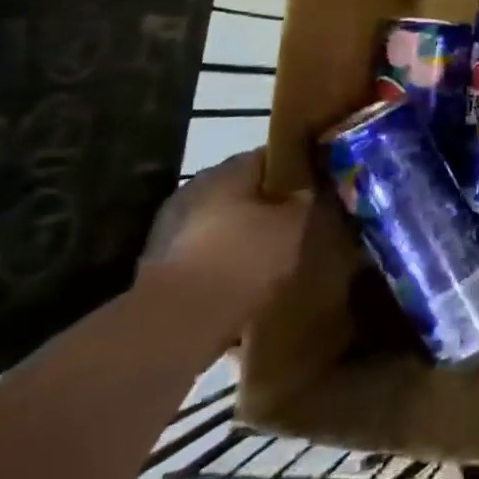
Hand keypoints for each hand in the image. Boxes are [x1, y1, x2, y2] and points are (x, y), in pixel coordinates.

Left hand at [139, 149, 307, 322]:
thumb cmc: (243, 259)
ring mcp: (173, 224)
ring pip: (223, 220)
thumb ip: (305, 198)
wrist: (177, 322)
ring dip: (245, 232)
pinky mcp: (160, 262)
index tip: (318, 187)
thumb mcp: (294, 224)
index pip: (270, 156)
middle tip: (299, 222)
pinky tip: (243, 280)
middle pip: (243, 188)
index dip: (298, 169)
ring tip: (273, 255)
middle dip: (269, 203)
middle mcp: (197, 187)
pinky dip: (224, 259)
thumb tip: (308, 188)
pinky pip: (205, 250)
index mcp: (228, 169)